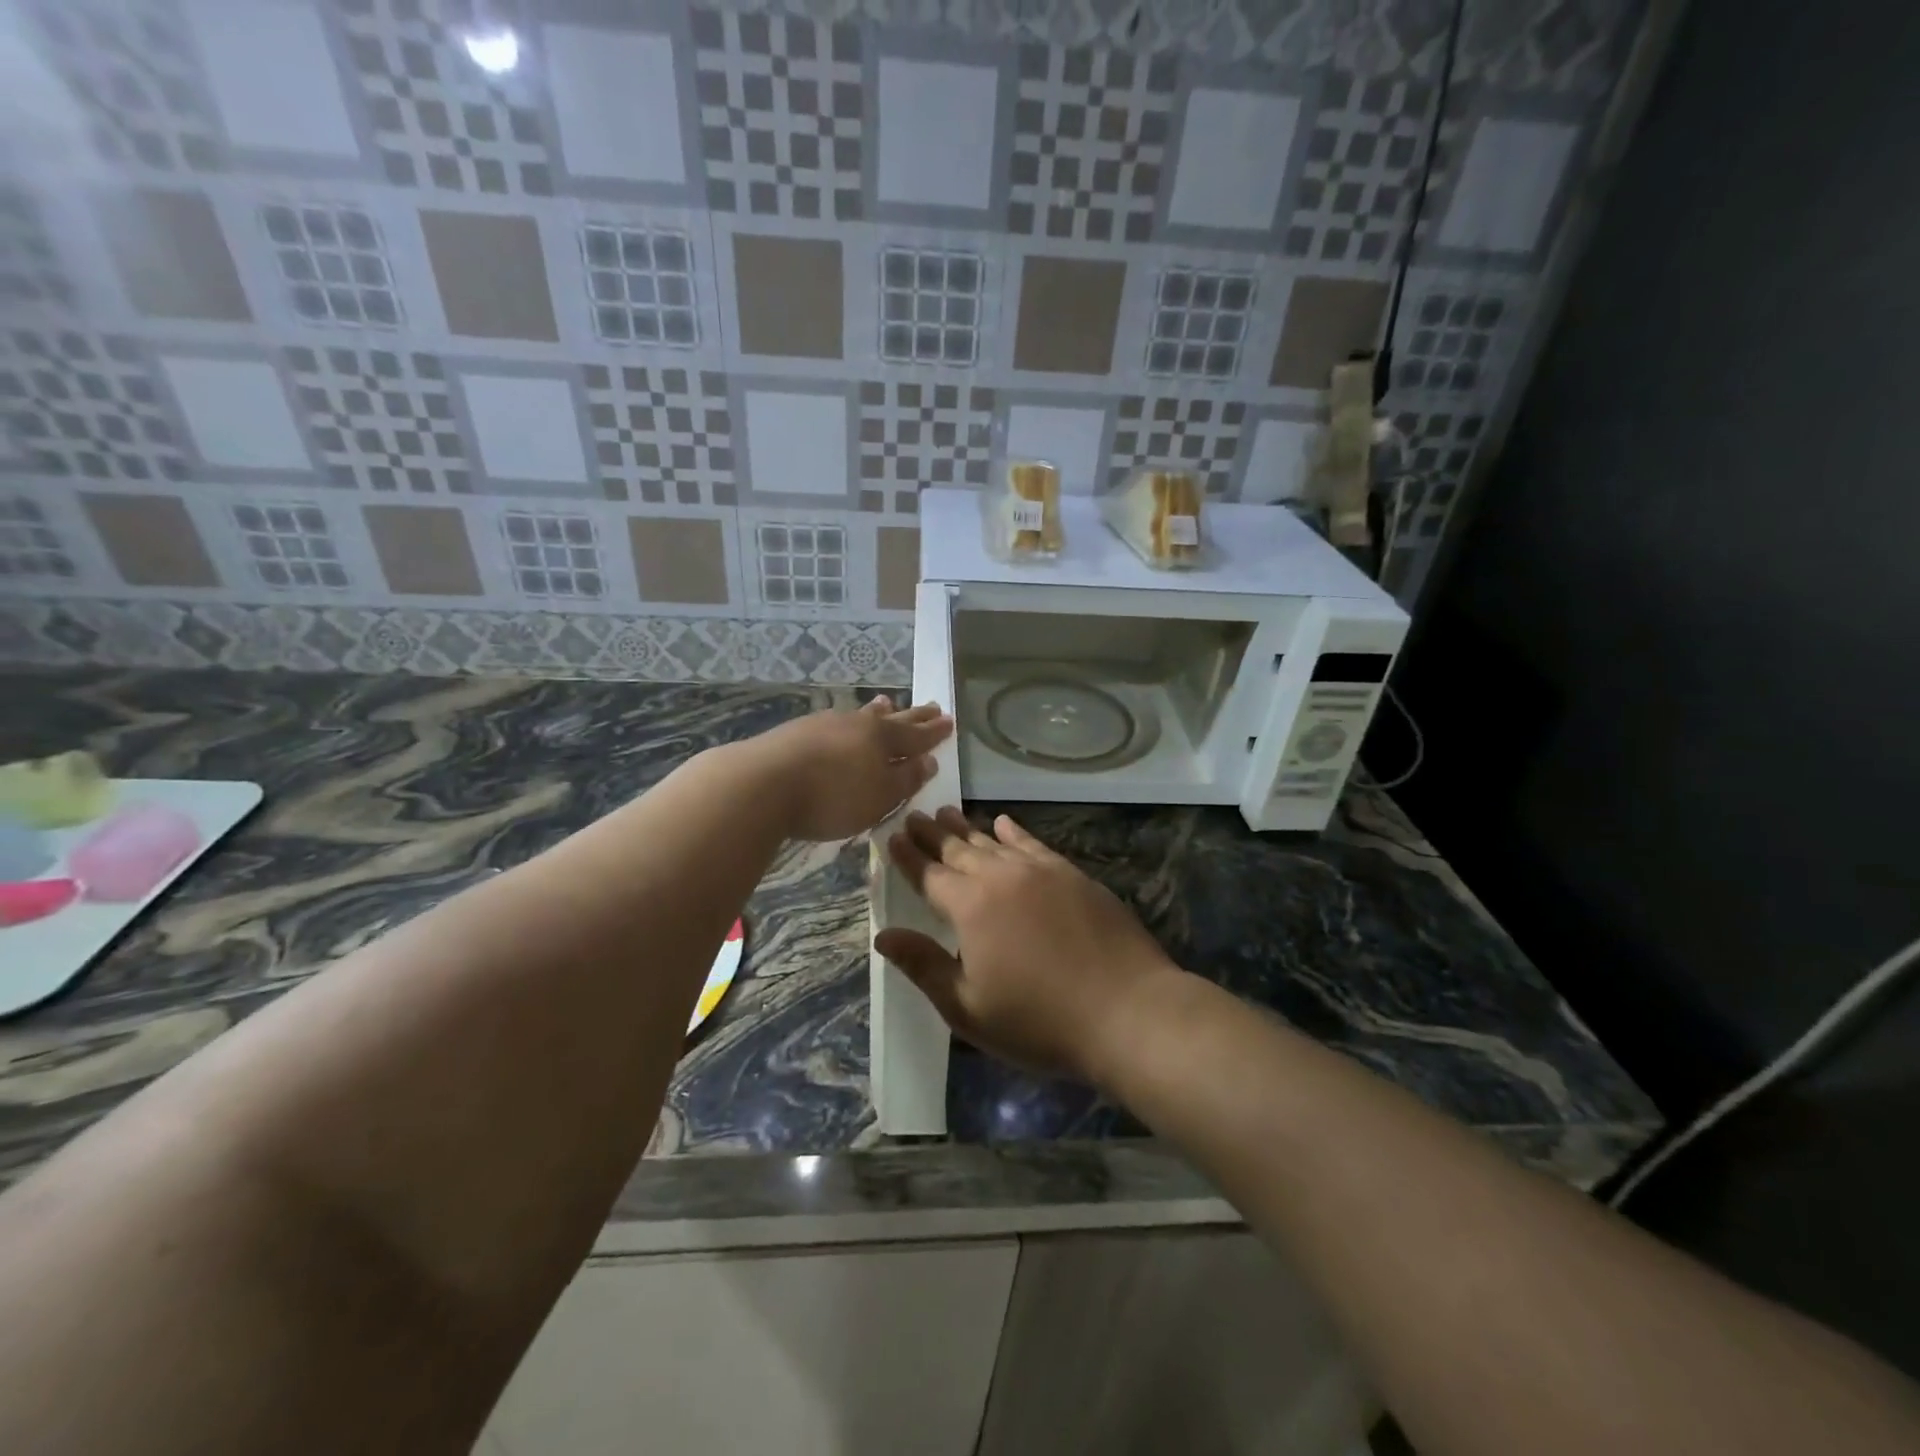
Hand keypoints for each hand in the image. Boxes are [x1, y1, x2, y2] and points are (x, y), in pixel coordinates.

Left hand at [749, 696, 952, 841]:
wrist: (762, 783)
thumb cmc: (832, 797)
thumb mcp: (879, 797)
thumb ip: (906, 779)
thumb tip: (928, 761)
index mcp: (883, 740)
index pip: (917, 735)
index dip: (934, 732)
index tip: (950, 721)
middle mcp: (858, 724)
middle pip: (892, 719)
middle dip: (913, 716)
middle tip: (931, 706)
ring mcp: (825, 723)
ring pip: (861, 715)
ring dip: (879, 711)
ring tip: (887, 703)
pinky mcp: (798, 731)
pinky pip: (836, 721)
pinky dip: (849, 721)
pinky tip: (841, 723)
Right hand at [874, 808, 1183, 1086]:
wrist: (1127, 1010)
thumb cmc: (1039, 1021)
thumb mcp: (968, 1007)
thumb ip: (923, 966)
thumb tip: (883, 935)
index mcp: (970, 907)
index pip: (929, 874)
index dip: (908, 856)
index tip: (891, 836)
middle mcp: (1002, 877)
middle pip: (958, 849)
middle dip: (932, 833)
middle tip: (914, 816)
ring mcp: (1041, 871)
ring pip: (993, 841)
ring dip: (967, 827)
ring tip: (948, 812)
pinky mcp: (1072, 875)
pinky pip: (1033, 844)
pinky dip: (1014, 832)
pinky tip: (1004, 823)